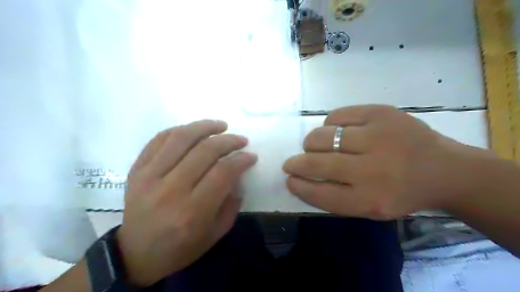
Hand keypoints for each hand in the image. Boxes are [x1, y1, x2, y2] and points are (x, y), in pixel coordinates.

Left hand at [115, 120, 257, 285]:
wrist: (135, 254)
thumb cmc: (180, 248)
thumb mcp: (216, 233)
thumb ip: (231, 203)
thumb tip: (237, 173)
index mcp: (192, 211)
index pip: (223, 172)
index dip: (241, 159)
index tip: (251, 156)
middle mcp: (170, 190)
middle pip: (205, 151)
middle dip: (229, 140)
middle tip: (241, 140)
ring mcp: (149, 177)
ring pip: (181, 138)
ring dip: (205, 126)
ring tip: (221, 125)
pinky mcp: (136, 170)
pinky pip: (159, 139)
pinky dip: (180, 130)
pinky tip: (194, 130)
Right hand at [283, 105, 485, 217]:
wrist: (444, 169)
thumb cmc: (401, 193)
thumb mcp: (370, 208)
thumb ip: (334, 197)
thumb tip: (300, 177)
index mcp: (370, 199)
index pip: (319, 193)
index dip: (299, 185)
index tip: (289, 179)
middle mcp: (372, 169)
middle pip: (317, 163)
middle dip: (297, 163)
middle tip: (292, 163)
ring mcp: (377, 136)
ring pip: (322, 135)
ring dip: (311, 142)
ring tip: (314, 146)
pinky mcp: (381, 113)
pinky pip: (337, 115)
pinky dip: (329, 124)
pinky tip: (336, 130)